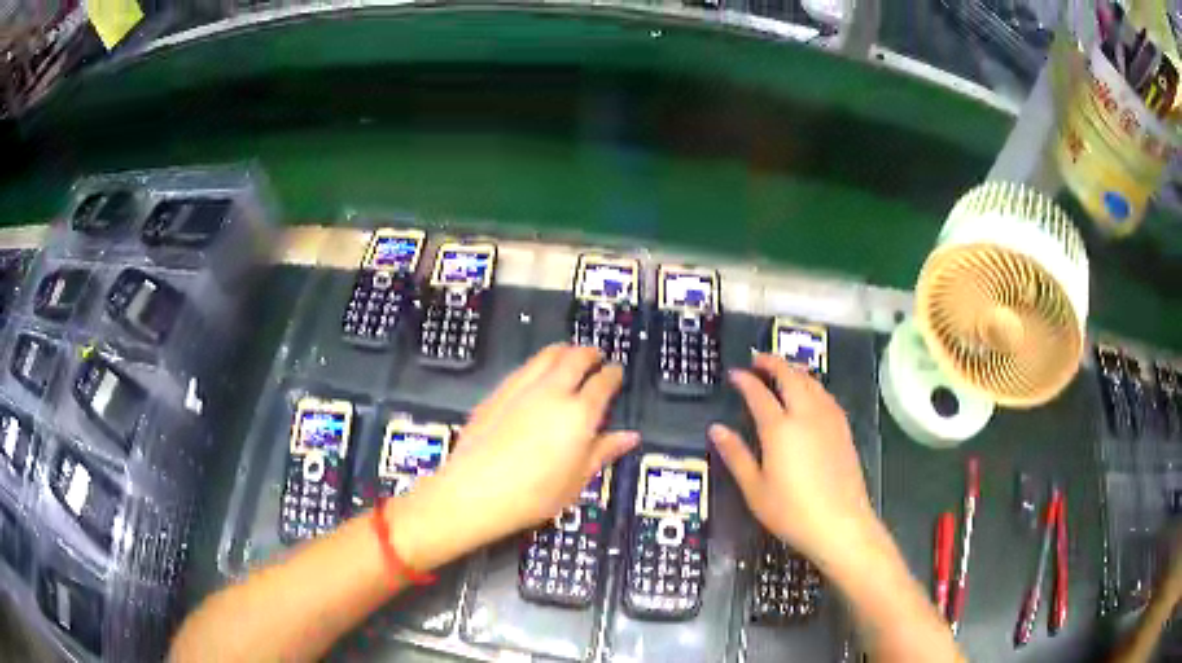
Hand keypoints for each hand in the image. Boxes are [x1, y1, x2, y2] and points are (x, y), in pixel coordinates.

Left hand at [392, 345, 637, 569]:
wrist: (474, 492)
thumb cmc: (530, 495)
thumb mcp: (576, 481)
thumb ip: (603, 452)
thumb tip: (627, 438)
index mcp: (579, 414)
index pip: (603, 382)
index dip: (613, 374)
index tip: (616, 374)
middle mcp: (552, 392)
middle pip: (576, 357)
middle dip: (590, 354)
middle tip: (596, 358)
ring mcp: (521, 388)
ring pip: (548, 354)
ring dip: (564, 352)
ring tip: (569, 357)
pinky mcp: (497, 392)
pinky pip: (524, 367)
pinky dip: (538, 364)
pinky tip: (537, 376)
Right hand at [709, 353, 874, 567]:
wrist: (840, 524)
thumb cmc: (791, 512)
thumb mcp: (755, 489)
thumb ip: (736, 456)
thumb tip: (716, 429)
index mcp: (779, 429)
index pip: (759, 394)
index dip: (745, 381)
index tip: (734, 373)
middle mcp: (806, 415)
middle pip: (790, 377)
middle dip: (773, 363)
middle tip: (758, 359)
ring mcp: (828, 420)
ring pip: (811, 382)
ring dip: (795, 370)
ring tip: (782, 369)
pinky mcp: (843, 429)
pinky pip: (826, 395)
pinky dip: (813, 385)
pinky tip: (811, 392)